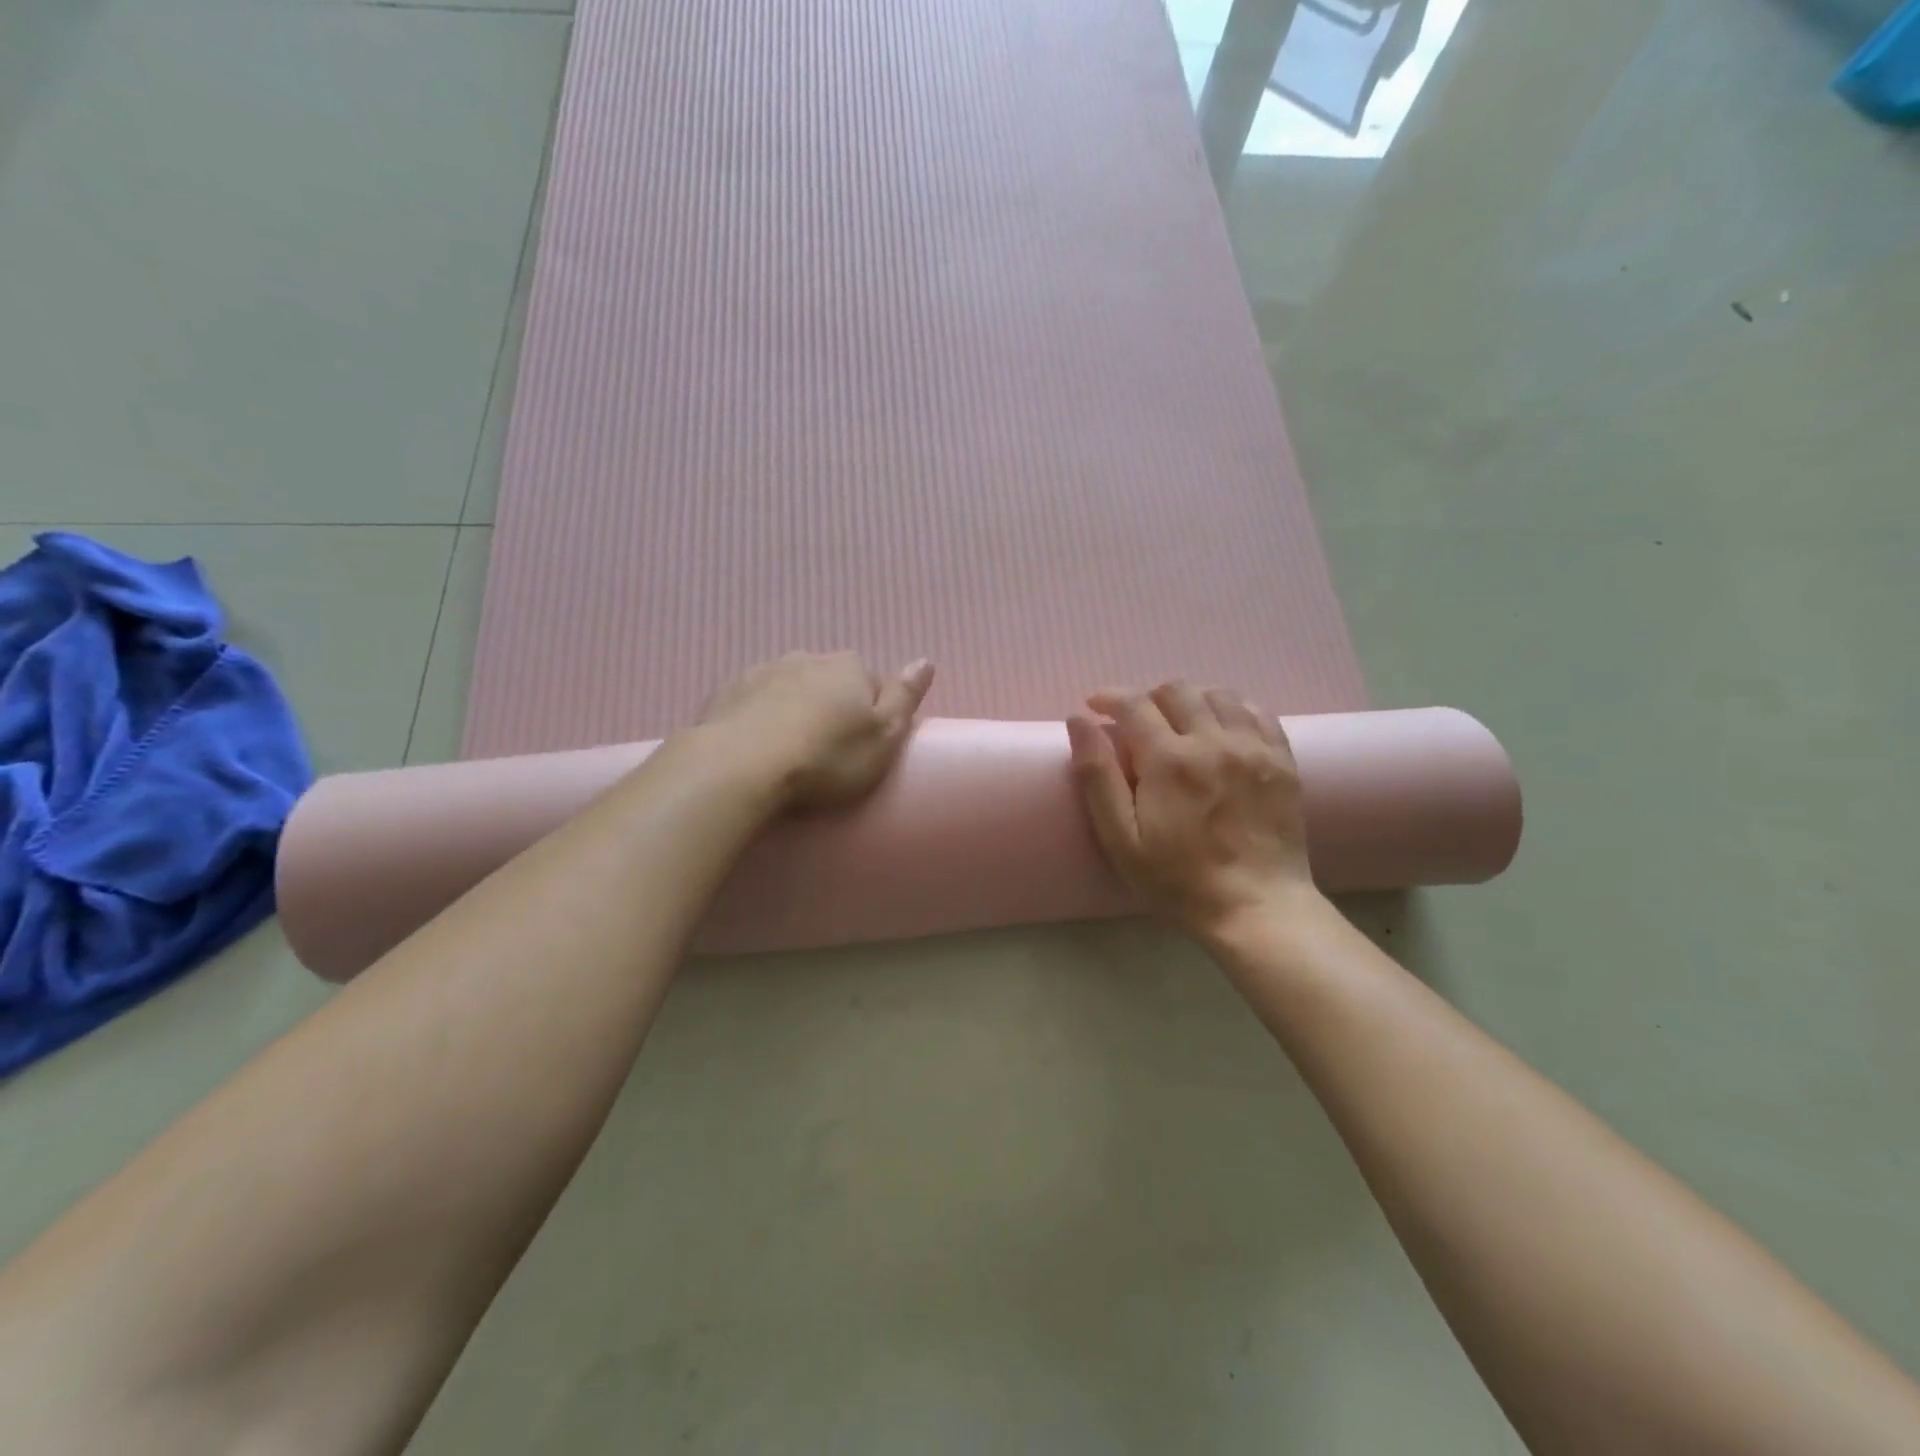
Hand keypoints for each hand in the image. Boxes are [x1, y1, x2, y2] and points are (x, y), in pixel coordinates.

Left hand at [700, 652, 934, 810]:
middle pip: (829, 682)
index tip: (862, 747)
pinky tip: (757, 749)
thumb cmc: (826, 758)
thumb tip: (925, 661)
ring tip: (790, 753)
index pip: (872, 684)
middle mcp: (807, 658)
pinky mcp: (727, 693)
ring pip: (790, 689)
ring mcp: (763, 671)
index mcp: (849, 667)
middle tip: (827, 753)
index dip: (871, 715)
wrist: (740, 767)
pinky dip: (760, 719)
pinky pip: (754, 703)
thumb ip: (905, 697)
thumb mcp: (884, 736)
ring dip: (794, 710)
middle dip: (831, 708)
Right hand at [1066, 682, 1317, 940]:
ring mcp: (1253, 748)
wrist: (1256, 908)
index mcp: (1169, 760)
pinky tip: (1220, 728)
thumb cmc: (1178, 881)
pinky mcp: (1282, 760)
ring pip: (1217, 694)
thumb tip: (1079, 720)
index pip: (1133, 703)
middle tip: (1136, 723)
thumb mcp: (1121, 840)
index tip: (1095, 706)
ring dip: (1190, 699)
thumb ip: (1097, 776)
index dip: (1109, 697)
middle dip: (1147, 697)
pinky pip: (1256, 712)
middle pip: (1176, 690)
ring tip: (1178, 723)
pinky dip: (1231, 708)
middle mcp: (1213, 741)